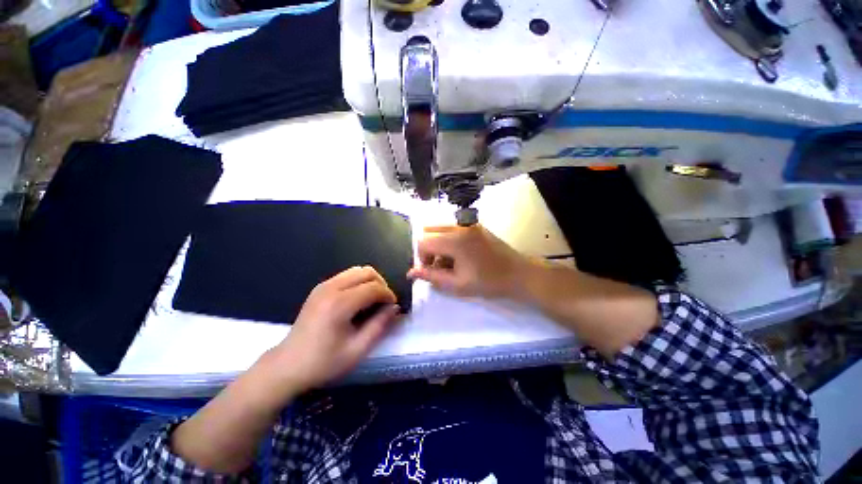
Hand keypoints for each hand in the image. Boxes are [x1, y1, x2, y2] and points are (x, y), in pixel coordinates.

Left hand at [266, 266, 401, 393]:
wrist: (287, 365)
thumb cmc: (323, 362)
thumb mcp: (357, 350)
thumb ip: (379, 325)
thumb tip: (395, 308)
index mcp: (339, 304)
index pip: (374, 287)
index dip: (388, 295)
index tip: (393, 307)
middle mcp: (331, 288)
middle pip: (367, 272)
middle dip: (381, 284)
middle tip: (384, 302)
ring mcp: (323, 285)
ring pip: (357, 270)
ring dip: (370, 281)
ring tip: (373, 300)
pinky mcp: (319, 288)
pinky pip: (347, 275)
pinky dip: (359, 282)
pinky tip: (358, 299)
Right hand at [407, 225, 530, 298]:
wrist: (518, 274)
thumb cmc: (488, 282)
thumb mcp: (457, 285)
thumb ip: (431, 277)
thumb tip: (411, 272)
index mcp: (454, 240)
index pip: (423, 242)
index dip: (421, 257)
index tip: (432, 271)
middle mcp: (459, 226)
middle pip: (429, 231)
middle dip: (428, 249)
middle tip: (439, 266)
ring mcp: (468, 223)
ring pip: (439, 228)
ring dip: (437, 243)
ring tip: (449, 261)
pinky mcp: (475, 225)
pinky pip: (452, 228)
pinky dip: (448, 239)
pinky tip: (459, 255)